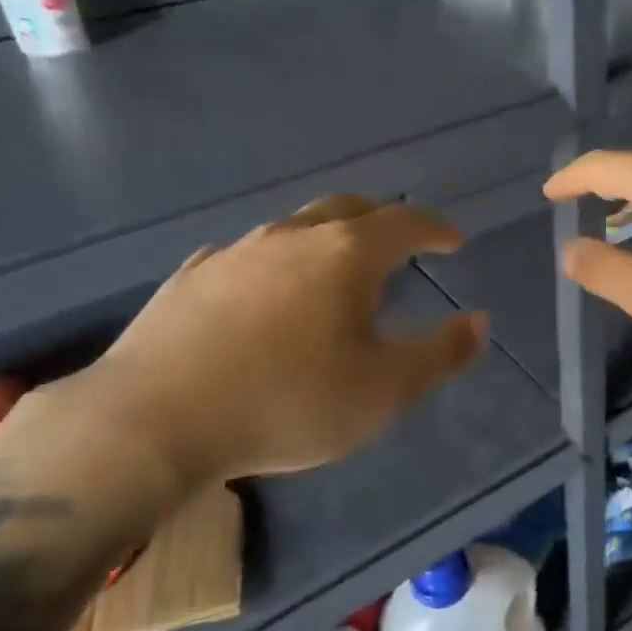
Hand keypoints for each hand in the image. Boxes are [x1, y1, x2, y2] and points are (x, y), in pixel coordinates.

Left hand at [21, 196, 487, 503]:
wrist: (153, 421)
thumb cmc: (287, 402)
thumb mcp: (384, 390)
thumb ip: (440, 354)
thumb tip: (478, 322)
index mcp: (345, 254)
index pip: (404, 222)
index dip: (435, 227)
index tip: (453, 239)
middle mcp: (291, 238)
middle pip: (347, 209)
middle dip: (381, 221)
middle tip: (399, 243)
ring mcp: (234, 253)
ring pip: (293, 229)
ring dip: (325, 241)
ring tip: (334, 273)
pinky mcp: (189, 278)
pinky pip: (247, 258)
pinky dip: (274, 266)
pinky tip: (265, 294)